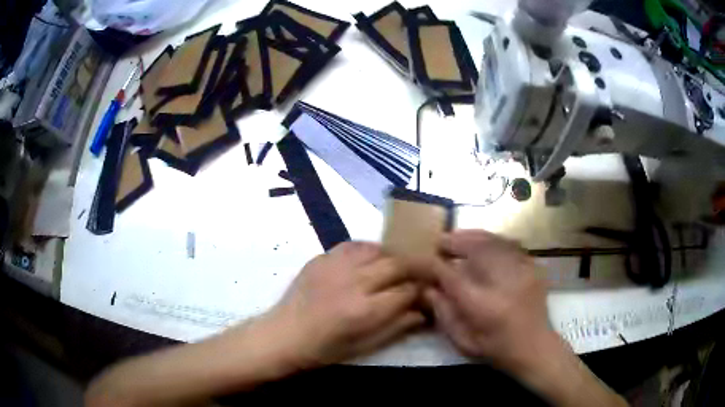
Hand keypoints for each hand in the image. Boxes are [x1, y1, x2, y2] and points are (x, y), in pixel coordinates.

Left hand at [264, 241, 424, 368]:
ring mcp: (335, 266)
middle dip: (416, 267)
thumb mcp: (364, 347)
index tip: (428, 291)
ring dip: (393, 256)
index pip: (407, 291)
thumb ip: (397, 326)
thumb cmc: (324, 350)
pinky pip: (353, 245)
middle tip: (423, 272)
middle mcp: (353, 282)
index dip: (422, 290)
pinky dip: (369, 250)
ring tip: (398, 265)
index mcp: (364, 311)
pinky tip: (370, 259)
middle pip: (397, 264)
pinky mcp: (321, 258)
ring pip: (377, 249)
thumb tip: (424, 311)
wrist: (283, 335)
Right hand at [423, 230, 553, 371]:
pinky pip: (510, 245)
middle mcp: (504, 283)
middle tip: (441, 241)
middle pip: (476, 250)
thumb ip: (443, 313)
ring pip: (494, 242)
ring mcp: (522, 272)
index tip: (424, 259)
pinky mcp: (533, 267)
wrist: (535, 346)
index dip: (435, 265)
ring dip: (473, 237)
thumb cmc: (496, 348)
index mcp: (483, 306)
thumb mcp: (463, 340)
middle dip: (455, 242)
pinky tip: (483, 243)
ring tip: (458, 237)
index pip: (452, 276)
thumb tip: (428, 288)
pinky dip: (493, 241)